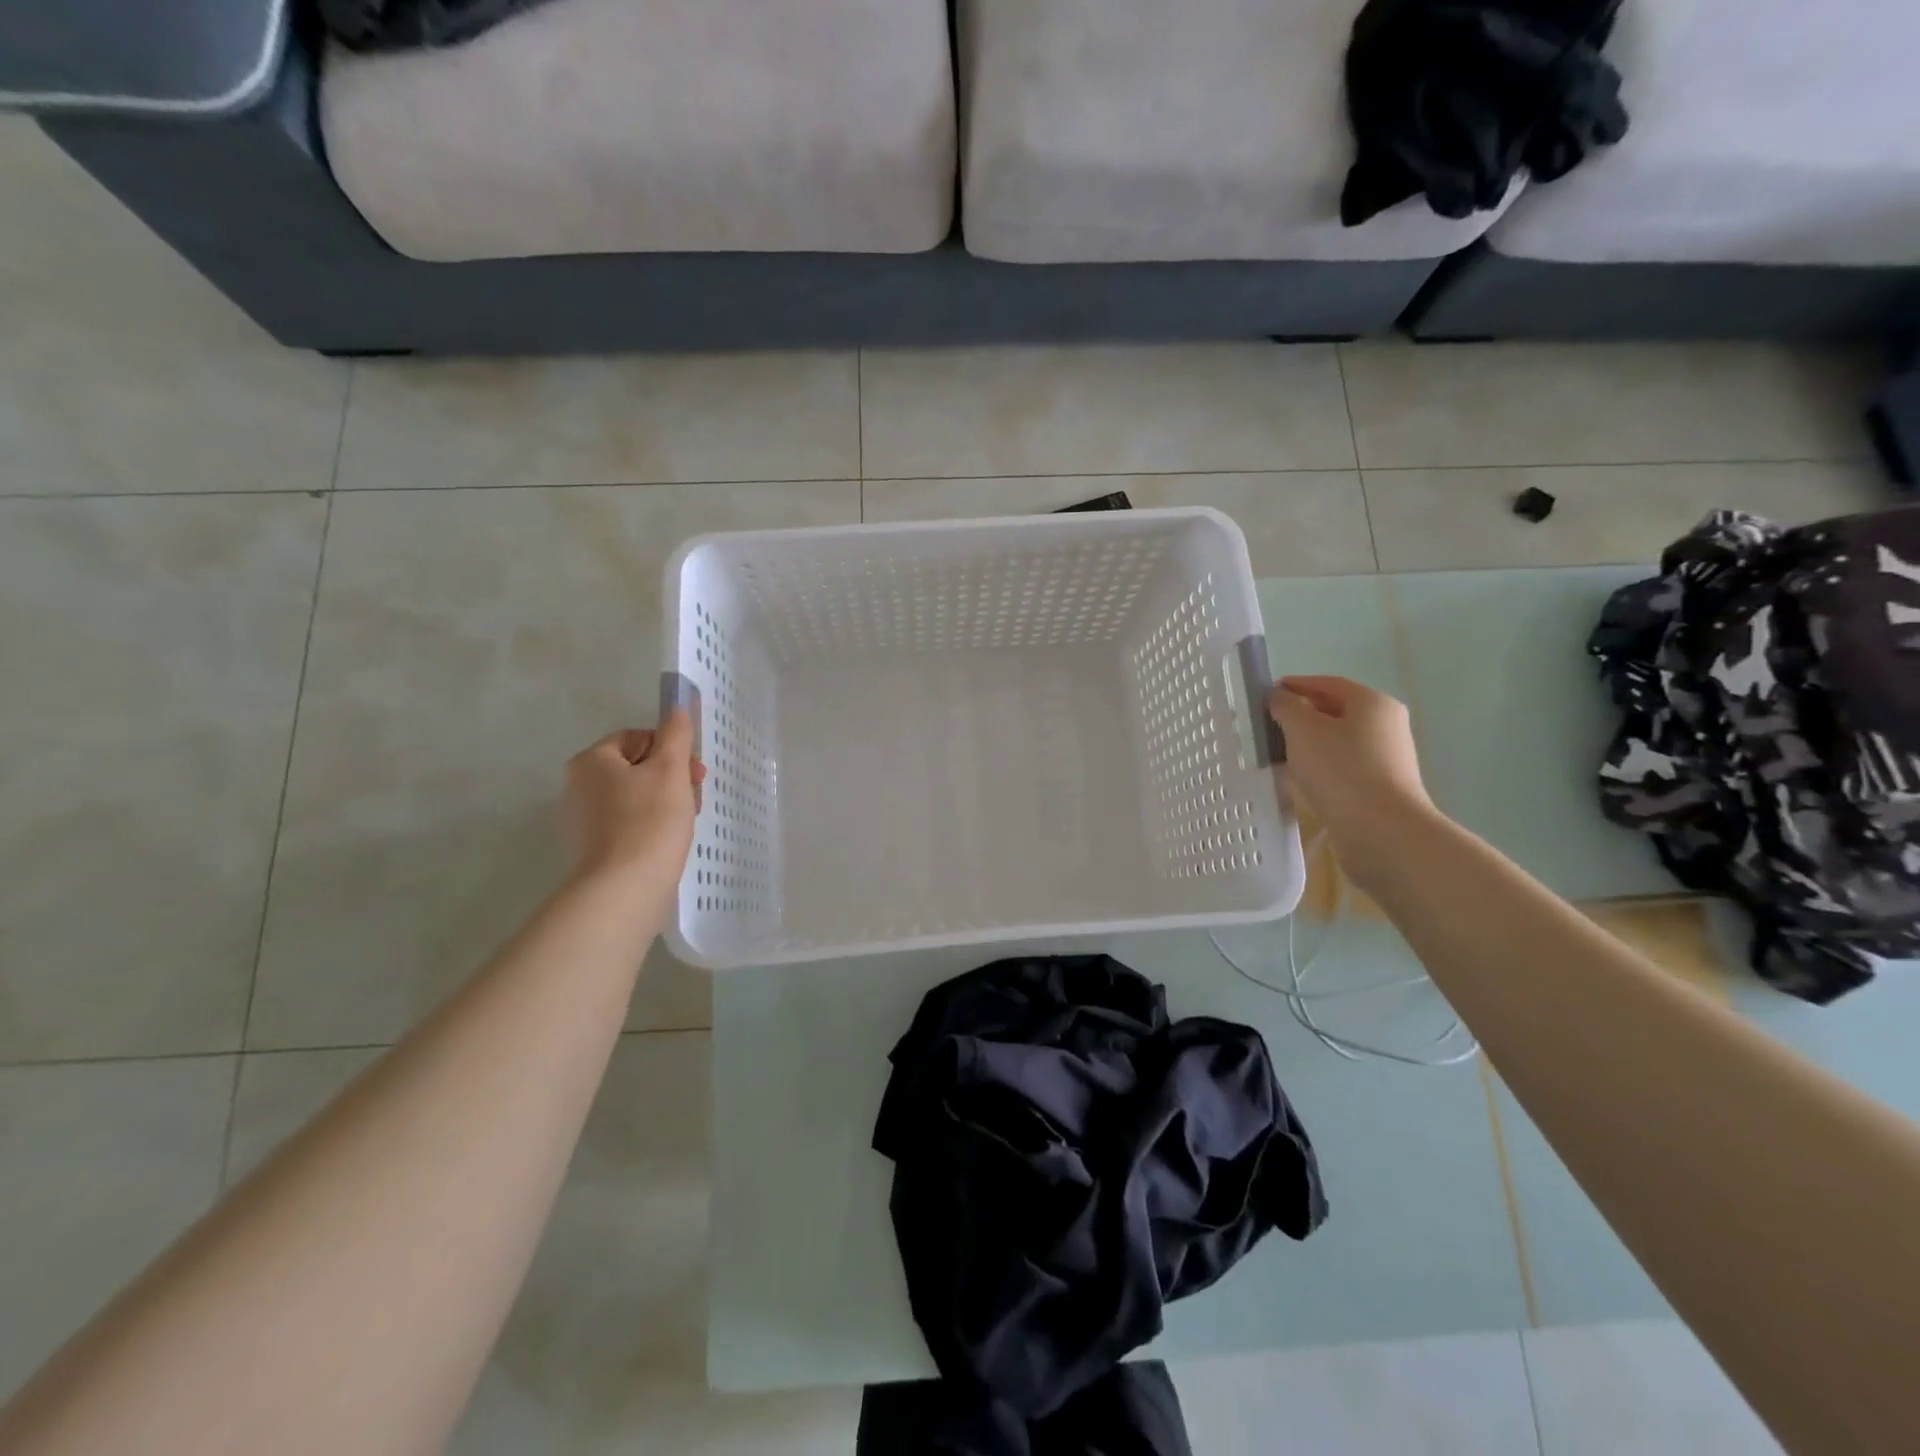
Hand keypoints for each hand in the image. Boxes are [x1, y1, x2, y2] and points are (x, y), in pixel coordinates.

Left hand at [560, 711, 705, 890]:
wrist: (624, 889)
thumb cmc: (650, 820)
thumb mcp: (671, 770)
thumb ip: (675, 736)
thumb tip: (676, 712)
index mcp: (590, 761)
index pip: (634, 738)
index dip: (669, 748)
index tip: (693, 770)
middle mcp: (576, 787)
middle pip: (632, 769)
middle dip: (667, 777)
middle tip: (694, 795)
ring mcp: (578, 822)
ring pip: (630, 798)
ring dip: (660, 802)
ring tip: (684, 821)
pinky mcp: (587, 851)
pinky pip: (623, 826)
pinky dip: (645, 827)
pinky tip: (665, 842)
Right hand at [1269, 675, 1435, 887]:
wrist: (1382, 830)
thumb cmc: (1340, 770)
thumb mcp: (1302, 730)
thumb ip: (1286, 707)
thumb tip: (1281, 699)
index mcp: (1372, 702)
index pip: (1328, 683)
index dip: (1297, 685)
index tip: (1269, 692)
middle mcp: (1386, 724)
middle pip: (1337, 710)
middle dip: (1303, 714)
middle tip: (1270, 723)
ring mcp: (1388, 757)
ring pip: (1340, 739)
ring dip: (1311, 741)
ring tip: (1280, 751)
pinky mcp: (1382, 785)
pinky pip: (1345, 764)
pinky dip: (1322, 764)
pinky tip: (1303, 777)